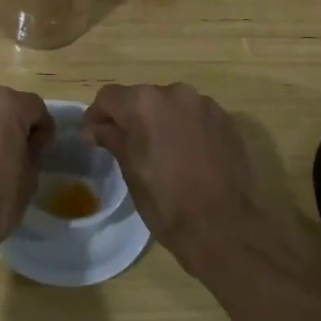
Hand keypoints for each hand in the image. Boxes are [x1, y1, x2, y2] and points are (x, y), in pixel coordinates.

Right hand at [83, 83, 297, 277]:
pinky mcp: (227, 120)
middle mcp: (175, 93)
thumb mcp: (130, 170)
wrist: (225, 227)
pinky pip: (195, 116)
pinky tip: (187, 155)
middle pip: (141, 98)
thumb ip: (112, 139)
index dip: (96, 116)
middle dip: (131, 117)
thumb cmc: (167, 202)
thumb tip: (95, 128)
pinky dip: (185, 128)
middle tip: (126, 146)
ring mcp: (205, 105)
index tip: (93, 138)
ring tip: (161, 151)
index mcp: (144, 103)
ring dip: (160, 121)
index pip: (109, 97)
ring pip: (170, 105)